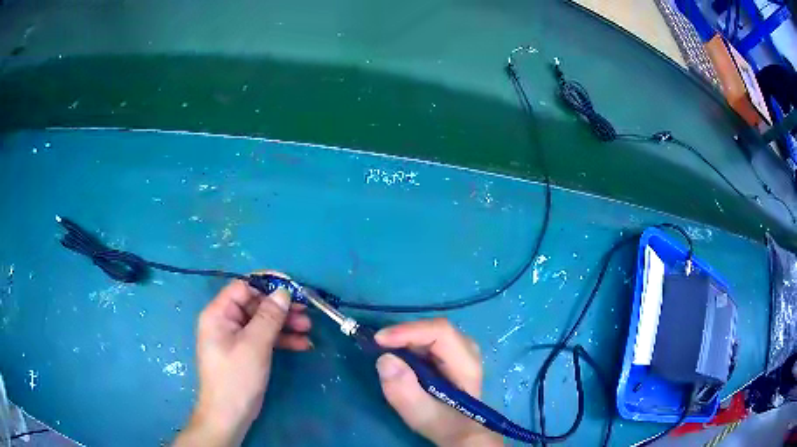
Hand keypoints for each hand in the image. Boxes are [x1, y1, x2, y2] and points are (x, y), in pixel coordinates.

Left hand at [174, 273, 311, 446]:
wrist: (229, 415)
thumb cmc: (236, 377)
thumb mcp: (254, 345)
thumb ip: (269, 316)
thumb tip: (283, 291)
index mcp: (219, 313)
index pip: (243, 287)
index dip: (267, 284)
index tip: (293, 287)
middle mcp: (225, 321)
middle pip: (255, 304)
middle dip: (281, 308)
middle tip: (306, 312)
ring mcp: (236, 338)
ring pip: (263, 322)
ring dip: (285, 324)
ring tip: (309, 328)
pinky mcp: (246, 352)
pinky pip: (264, 338)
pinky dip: (282, 340)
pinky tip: (303, 344)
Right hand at [374, 318, 502, 446]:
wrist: (458, 429)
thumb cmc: (442, 423)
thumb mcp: (421, 414)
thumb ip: (404, 391)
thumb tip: (385, 359)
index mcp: (466, 364)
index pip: (441, 332)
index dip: (409, 331)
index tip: (379, 340)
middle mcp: (467, 349)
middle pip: (434, 329)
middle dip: (403, 334)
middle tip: (377, 346)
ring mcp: (460, 349)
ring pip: (430, 331)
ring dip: (405, 338)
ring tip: (384, 349)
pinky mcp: (450, 353)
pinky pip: (428, 338)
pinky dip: (408, 343)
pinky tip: (397, 354)